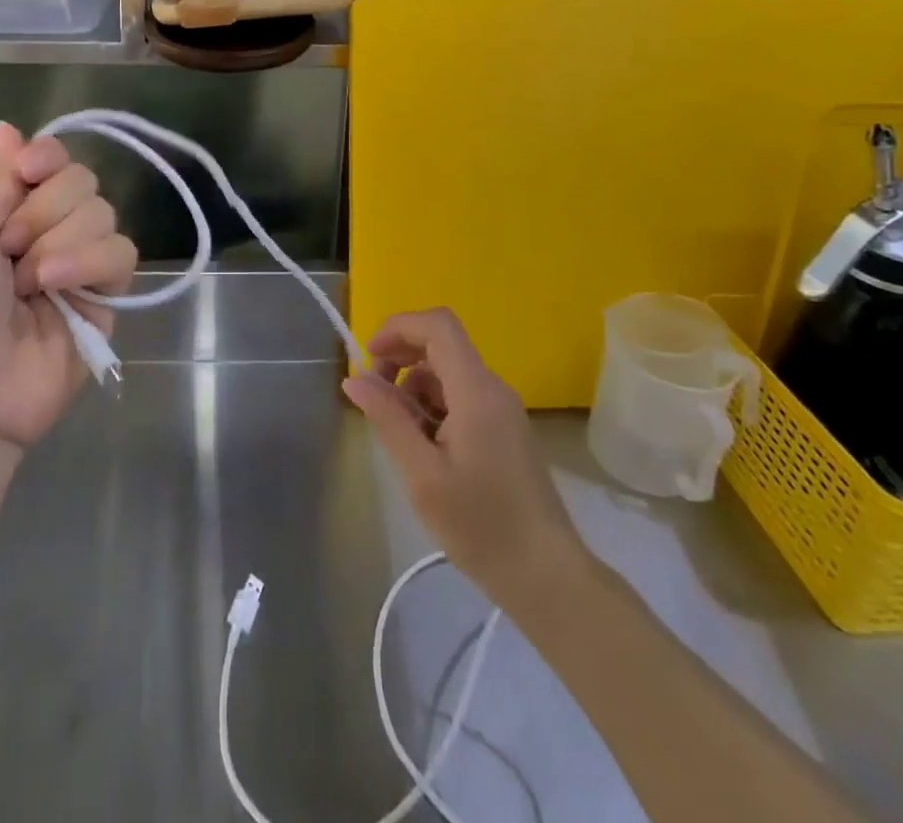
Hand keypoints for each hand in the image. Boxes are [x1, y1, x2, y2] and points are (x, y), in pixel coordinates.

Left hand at [0, 121, 136, 450]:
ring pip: (103, 212)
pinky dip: (89, 263)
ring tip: (29, 282)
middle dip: (43, 210)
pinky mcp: (108, 295)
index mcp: (8, 209)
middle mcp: (49, 228)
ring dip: (59, 241)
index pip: (51, 158)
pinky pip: (121, 254)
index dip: (46, 156)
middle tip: (8, 248)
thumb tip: (7, 127)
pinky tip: (56, 287)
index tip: (28, 170)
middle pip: (81, 179)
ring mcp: (81, 262)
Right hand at [344, 309, 590, 603]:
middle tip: (373, 396)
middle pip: (441, 345)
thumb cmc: (482, 526)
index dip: (398, 328)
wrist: (547, 577)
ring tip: (400, 435)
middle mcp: (493, 388)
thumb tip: (354, 378)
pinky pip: (462, 398)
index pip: (438, 325)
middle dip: (400, 358)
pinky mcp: (504, 430)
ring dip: (415, 389)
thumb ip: (388, 419)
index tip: (368, 358)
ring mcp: (502, 409)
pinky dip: (434, 408)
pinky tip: (424, 449)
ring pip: (448, 373)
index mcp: (476, 390)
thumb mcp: (422, 474)